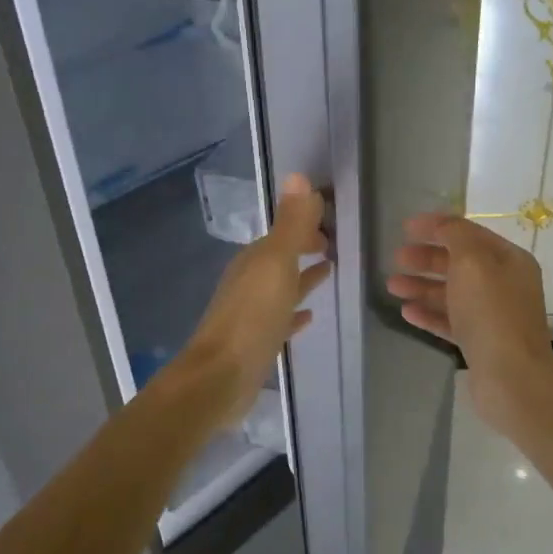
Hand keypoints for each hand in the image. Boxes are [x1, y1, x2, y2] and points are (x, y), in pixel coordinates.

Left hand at [179, 173, 331, 424]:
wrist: (220, 377)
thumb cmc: (252, 318)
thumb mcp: (276, 264)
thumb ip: (290, 224)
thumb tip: (298, 176)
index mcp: (255, 260)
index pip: (283, 232)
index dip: (305, 224)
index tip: (331, 219)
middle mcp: (250, 282)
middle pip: (281, 258)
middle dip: (303, 247)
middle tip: (333, 244)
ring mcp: (251, 313)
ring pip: (281, 286)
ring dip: (302, 277)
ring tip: (328, 271)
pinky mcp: (256, 342)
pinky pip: (280, 319)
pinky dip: (294, 312)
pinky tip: (308, 316)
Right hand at [387, 213, 552, 436]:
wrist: (511, 376)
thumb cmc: (491, 312)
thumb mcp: (472, 261)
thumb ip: (455, 236)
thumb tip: (443, 225)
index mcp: (509, 260)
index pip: (469, 233)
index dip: (437, 227)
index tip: (405, 228)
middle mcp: (504, 285)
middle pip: (459, 264)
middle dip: (426, 259)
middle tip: (396, 258)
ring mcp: (493, 316)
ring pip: (452, 293)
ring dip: (422, 286)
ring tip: (392, 286)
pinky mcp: (481, 343)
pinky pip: (451, 321)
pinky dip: (429, 313)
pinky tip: (406, 312)